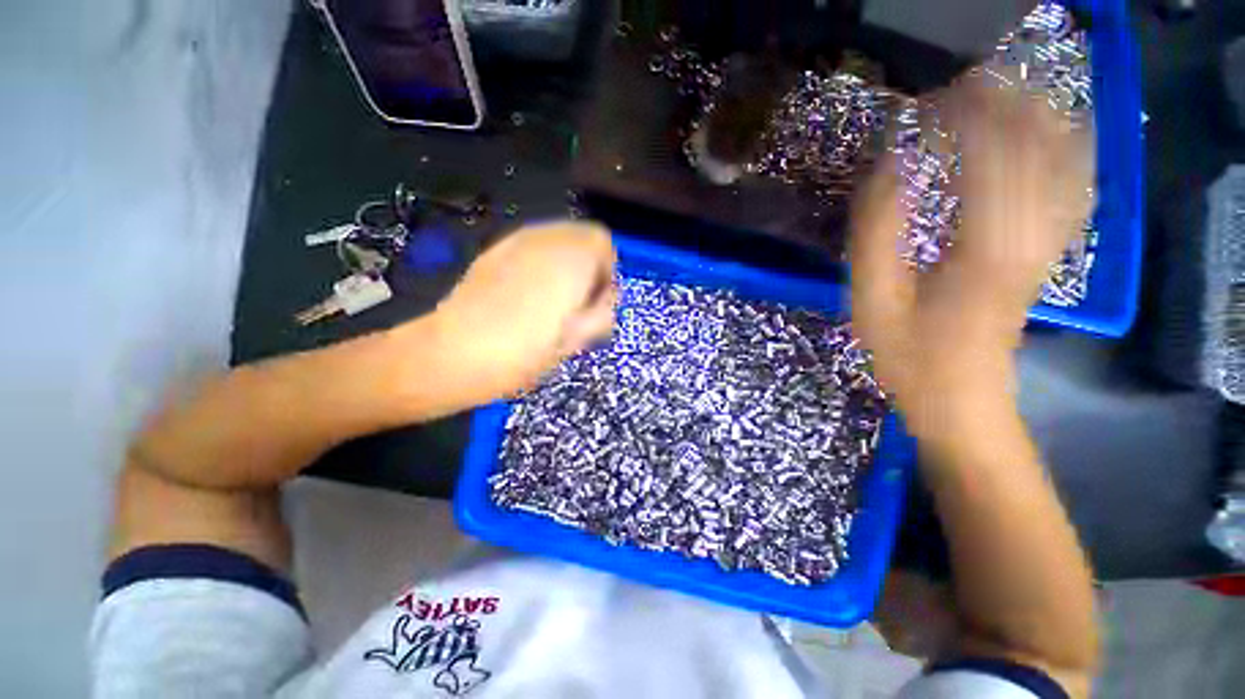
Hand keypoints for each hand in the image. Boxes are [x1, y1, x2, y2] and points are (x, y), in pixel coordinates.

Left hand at [426, 221, 616, 404]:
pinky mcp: (495, 249)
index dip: (606, 272)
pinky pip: (533, 247)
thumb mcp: (576, 339)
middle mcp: (546, 238)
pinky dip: (541, 263)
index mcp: (571, 258)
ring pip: (557, 239)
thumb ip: (600, 312)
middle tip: (575, 303)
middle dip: (587, 265)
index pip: (603, 242)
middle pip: (581, 236)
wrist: (455, 352)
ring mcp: (517, 240)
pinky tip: (526, 293)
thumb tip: (601, 301)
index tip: (594, 302)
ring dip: (564, 264)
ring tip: (550, 300)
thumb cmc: (524, 351)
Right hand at [850, 71, 1093, 438]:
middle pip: (1036, 146)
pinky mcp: (1048, 254)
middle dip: (1002, 104)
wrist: (962, 401)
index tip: (927, 102)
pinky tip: (1050, 133)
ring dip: (1035, 118)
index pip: (989, 154)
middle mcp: (1031, 236)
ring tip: (999, 94)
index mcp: (983, 249)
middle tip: (959, 87)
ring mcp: (1047, 245)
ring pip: (1063, 161)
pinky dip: (1065, 151)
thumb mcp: (872, 302)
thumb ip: (876, 236)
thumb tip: (886, 170)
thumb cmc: (908, 357)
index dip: (964, 116)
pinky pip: (1072, 190)